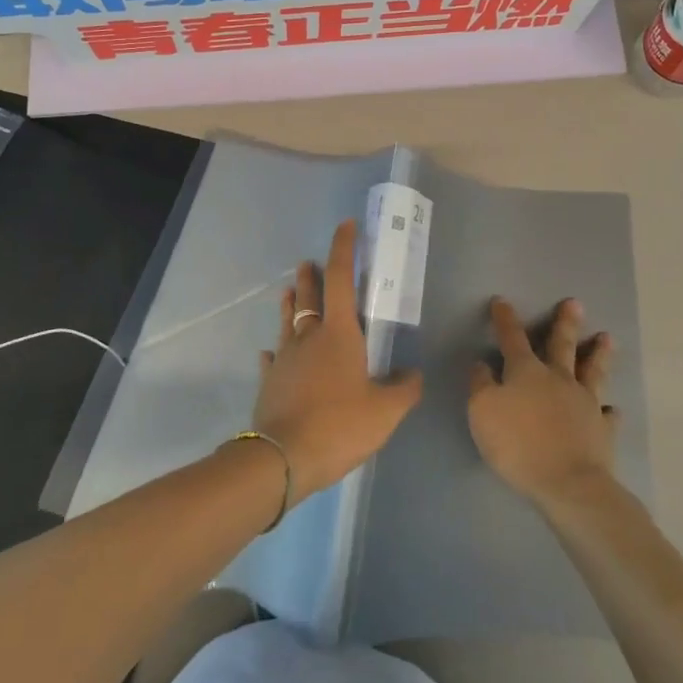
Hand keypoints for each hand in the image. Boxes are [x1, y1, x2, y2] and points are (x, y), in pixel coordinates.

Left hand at [252, 220, 421, 503]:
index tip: (346, 225)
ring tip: (290, 292)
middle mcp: (308, 336)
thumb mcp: (385, 412)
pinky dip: (276, 351)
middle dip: (311, 275)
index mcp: (339, 333)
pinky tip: (272, 353)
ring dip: (290, 303)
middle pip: (309, 295)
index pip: (341, 278)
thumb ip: (403, 390)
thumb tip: (413, 375)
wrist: (283, 457)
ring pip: (287, 320)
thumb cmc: (339, 425)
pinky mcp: (269, 380)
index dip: (344, 248)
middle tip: (309, 262)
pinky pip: (273, 358)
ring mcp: (284, 357)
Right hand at [468, 297, 618, 508]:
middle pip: (562, 345)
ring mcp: (585, 403)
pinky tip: (611, 408)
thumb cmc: (517, 444)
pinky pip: (607, 415)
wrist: (568, 483)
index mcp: (526, 372)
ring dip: (598, 354)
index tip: (501, 301)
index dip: (505, 319)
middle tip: (575, 303)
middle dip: (565, 323)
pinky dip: (608, 410)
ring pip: (593, 371)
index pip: (512, 338)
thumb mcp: (482, 412)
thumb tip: (482, 363)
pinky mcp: (602, 430)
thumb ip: (480, 385)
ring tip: (607, 338)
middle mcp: (558, 379)